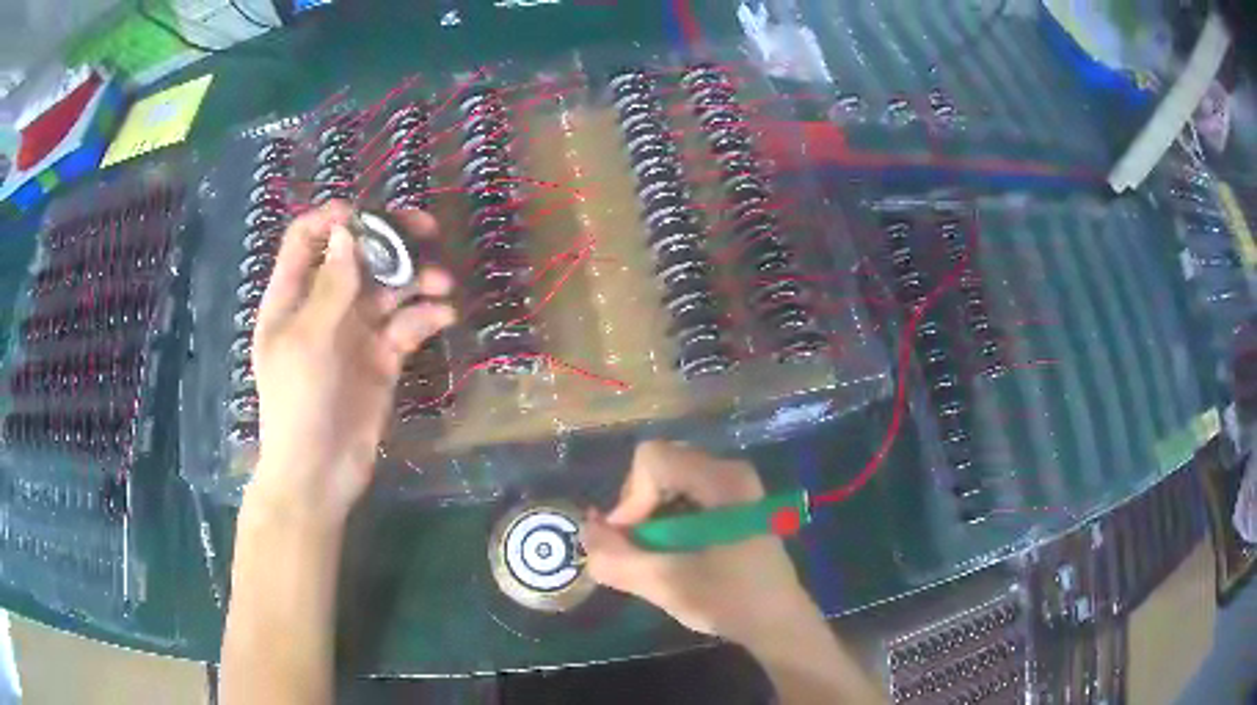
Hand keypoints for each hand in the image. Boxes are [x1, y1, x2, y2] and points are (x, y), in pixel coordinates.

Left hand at [249, 201, 454, 520]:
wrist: (320, 473)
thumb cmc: (298, 403)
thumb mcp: (308, 340)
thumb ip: (331, 285)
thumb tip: (347, 231)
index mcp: (293, 298)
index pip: (306, 239)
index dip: (333, 219)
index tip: (366, 215)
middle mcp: (325, 307)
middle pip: (356, 256)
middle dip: (389, 240)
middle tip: (426, 228)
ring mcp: (355, 332)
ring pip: (387, 289)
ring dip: (415, 279)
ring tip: (443, 281)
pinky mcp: (382, 359)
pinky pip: (406, 326)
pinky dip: (425, 317)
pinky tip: (443, 315)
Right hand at [582, 441, 818, 645]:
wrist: (777, 623)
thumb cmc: (730, 601)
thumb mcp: (667, 584)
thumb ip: (617, 559)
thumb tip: (584, 533)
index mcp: (722, 481)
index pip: (652, 459)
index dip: (630, 497)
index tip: (631, 540)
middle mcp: (730, 471)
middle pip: (659, 466)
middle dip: (638, 506)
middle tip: (639, 548)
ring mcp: (735, 485)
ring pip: (669, 480)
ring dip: (650, 515)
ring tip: (654, 554)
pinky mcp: (734, 502)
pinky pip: (684, 493)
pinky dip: (667, 518)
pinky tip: (674, 551)